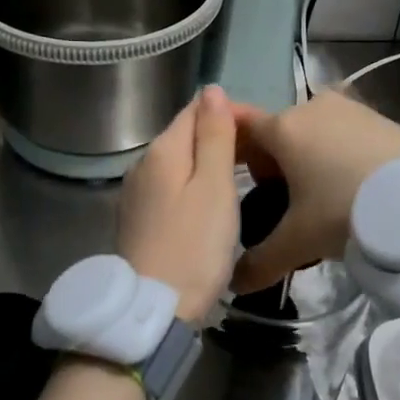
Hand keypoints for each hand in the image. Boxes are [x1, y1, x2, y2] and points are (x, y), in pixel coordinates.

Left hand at [117, 86, 239, 322]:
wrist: (152, 310)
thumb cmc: (194, 246)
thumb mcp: (214, 186)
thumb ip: (214, 136)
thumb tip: (212, 89)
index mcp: (162, 150)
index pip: (196, 109)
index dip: (230, 113)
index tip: (263, 134)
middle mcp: (142, 164)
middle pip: (185, 136)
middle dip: (220, 138)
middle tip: (260, 162)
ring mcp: (135, 194)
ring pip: (178, 164)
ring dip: (207, 164)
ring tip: (242, 182)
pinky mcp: (137, 220)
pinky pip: (170, 188)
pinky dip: (193, 188)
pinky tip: (210, 206)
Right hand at [228, 90, 399, 293]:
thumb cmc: (346, 212)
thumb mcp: (298, 242)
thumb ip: (260, 261)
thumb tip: (233, 283)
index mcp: (284, 127)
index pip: (239, 126)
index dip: (230, 150)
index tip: (232, 177)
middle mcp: (311, 106)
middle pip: (276, 132)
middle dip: (270, 164)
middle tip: (280, 204)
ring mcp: (348, 108)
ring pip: (309, 131)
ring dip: (303, 158)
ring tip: (317, 199)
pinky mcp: (377, 116)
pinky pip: (340, 132)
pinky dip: (333, 153)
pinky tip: (348, 186)